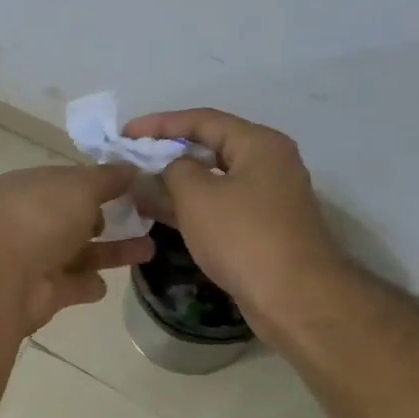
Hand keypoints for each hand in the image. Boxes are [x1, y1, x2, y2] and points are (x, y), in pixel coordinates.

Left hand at [0, 163, 153, 336]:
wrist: (4, 280)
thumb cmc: (40, 219)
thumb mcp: (79, 186)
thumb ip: (107, 178)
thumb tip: (131, 168)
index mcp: (28, 188)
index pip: (68, 180)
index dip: (100, 181)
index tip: (136, 184)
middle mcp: (28, 221)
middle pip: (74, 217)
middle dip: (108, 217)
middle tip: (147, 217)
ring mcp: (34, 258)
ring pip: (80, 252)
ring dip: (112, 251)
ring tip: (151, 248)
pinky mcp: (43, 292)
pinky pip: (73, 285)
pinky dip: (89, 284)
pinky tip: (109, 282)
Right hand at [122, 109, 346, 326]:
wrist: (293, 297)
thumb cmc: (243, 235)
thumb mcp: (196, 195)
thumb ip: (172, 171)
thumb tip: (168, 169)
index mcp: (258, 144)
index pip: (202, 120)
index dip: (159, 123)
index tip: (125, 133)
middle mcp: (267, 164)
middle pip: (209, 147)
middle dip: (166, 153)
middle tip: (130, 159)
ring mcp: (266, 198)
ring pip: (212, 180)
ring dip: (174, 183)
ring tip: (136, 187)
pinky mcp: (261, 228)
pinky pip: (218, 205)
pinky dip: (189, 206)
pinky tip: (158, 213)